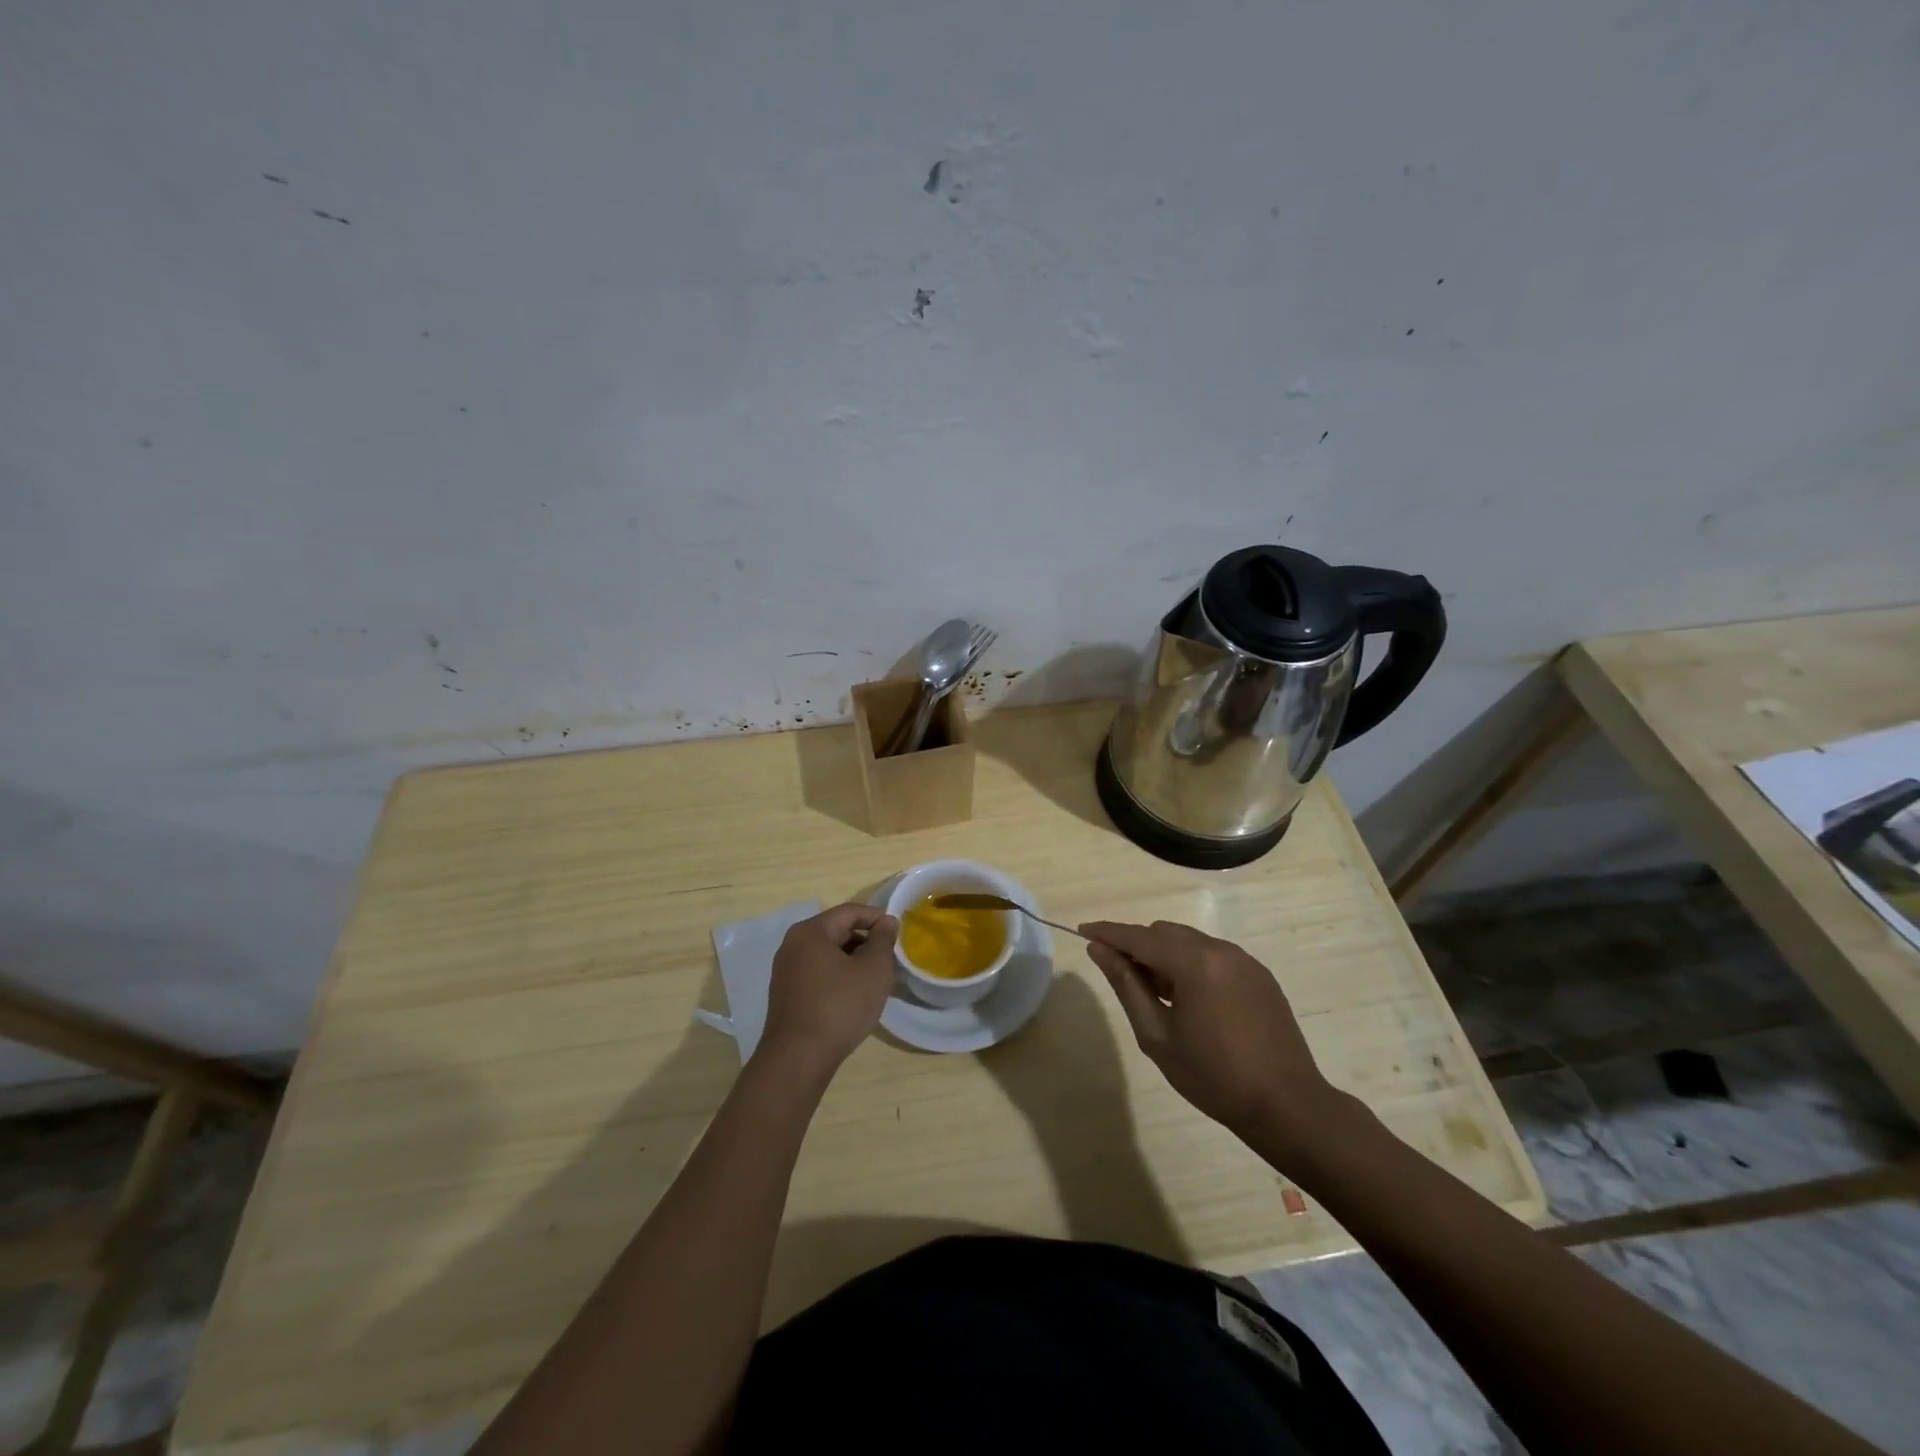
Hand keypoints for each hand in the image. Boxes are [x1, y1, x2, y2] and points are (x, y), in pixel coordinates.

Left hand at [758, 903, 898, 1077]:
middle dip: (865, 941)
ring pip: (826, 954)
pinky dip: (837, 976)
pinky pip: (816, 973)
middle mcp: (792, 944)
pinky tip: (852, 996)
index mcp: (811, 932)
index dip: (876, 917)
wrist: (798, 1058)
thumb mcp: (873, 970)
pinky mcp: (785, 994)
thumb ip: (883, 940)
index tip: (897, 931)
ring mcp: (785, 971)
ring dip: (852, 960)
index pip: (849, 912)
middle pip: (836, 931)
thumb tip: (886, 921)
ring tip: (874, 978)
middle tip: (889, 958)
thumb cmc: (840, 1006)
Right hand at [1080, 919, 1338, 1156]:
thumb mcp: (1157, 1035)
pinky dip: (1191, 964)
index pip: (1139, 936)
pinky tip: (1190, 999)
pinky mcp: (1259, 974)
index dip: (1108, 932)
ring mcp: (1244, 960)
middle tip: (1120, 975)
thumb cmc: (1213, 1076)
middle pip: (1164, 933)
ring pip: (1189, 941)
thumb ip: (1126, 985)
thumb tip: (1098, 950)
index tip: (1083, 930)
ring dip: (1165, 954)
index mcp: (1194, 962)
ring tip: (1156, 993)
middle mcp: (1220, 949)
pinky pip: (1213, 955)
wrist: (1287, 1105)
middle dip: (1138, 945)